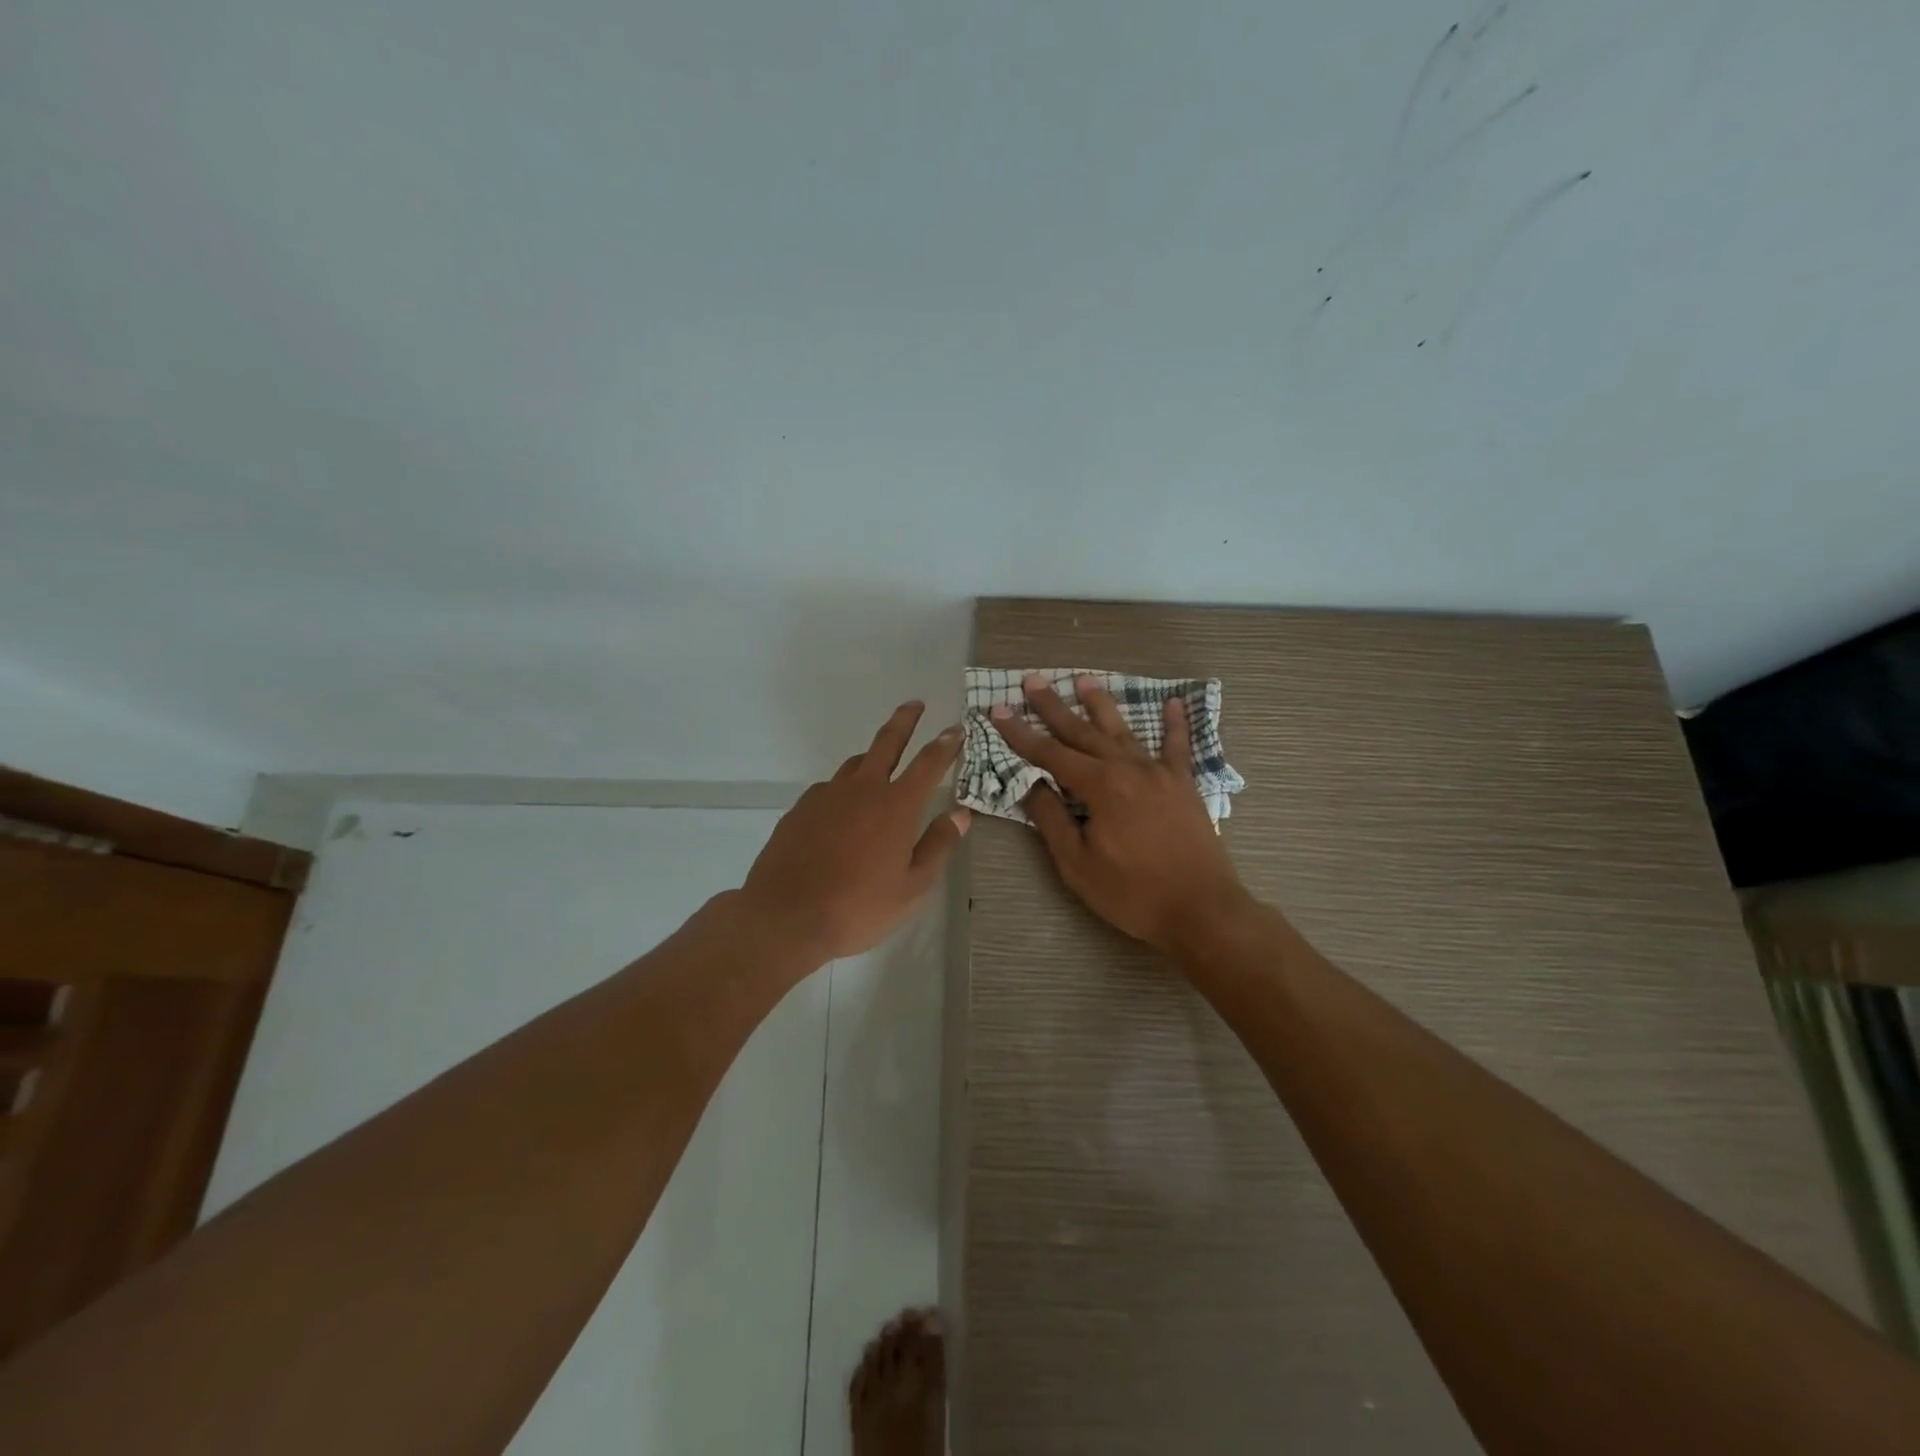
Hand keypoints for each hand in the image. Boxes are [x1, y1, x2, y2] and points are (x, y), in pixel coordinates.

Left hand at [740, 702, 971, 963]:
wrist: (786, 918)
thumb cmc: (858, 907)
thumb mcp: (913, 887)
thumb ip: (939, 845)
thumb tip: (960, 814)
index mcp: (896, 806)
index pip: (929, 763)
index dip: (945, 743)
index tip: (956, 728)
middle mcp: (862, 790)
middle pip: (887, 743)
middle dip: (904, 720)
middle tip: (914, 704)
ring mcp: (826, 796)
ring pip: (855, 765)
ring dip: (873, 757)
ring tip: (881, 763)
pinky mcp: (800, 809)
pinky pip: (829, 789)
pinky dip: (844, 790)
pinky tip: (842, 811)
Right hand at [990, 674, 1246, 955]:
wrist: (1201, 910)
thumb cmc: (1133, 893)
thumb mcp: (1078, 864)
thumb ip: (1052, 820)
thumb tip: (1030, 784)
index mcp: (1100, 787)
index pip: (1050, 754)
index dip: (1021, 734)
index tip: (999, 710)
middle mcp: (1128, 769)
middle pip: (1083, 731)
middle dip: (1054, 707)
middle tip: (1033, 681)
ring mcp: (1160, 773)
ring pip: (1123, 731)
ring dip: (1101, 704)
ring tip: (1084, 680)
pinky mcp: (1184, 785)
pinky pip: (1178, 746)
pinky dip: (1176, 724)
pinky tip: (1174, 702)